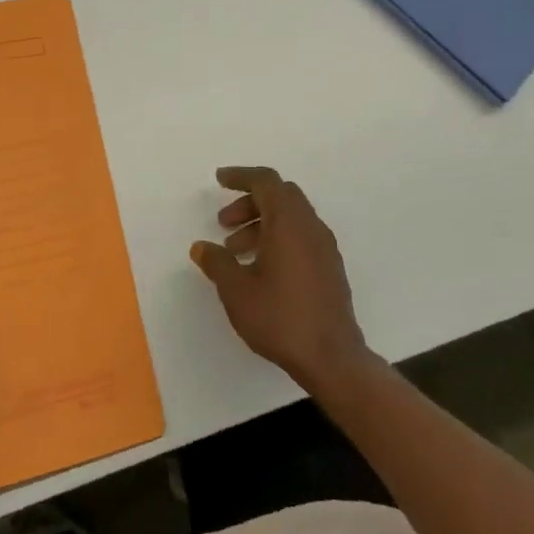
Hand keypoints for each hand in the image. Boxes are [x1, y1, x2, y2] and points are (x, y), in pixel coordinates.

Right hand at [190, 166, 375, 395]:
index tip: (219, 181)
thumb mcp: (236, 290)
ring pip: (291, 217)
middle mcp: (310, 226)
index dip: (240, 176)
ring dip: (261, 223)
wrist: (332, 358)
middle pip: (279, 195)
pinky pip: (301, 236)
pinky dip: (278, 238)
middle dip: (249, 202)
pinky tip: (261, 268)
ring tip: (235, 251)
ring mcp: (324, 247)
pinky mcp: (330, 267)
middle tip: (223, 223)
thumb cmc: (280, 318)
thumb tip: (202, 247)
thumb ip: (217, 262)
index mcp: (289, 222)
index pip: (266, 181)